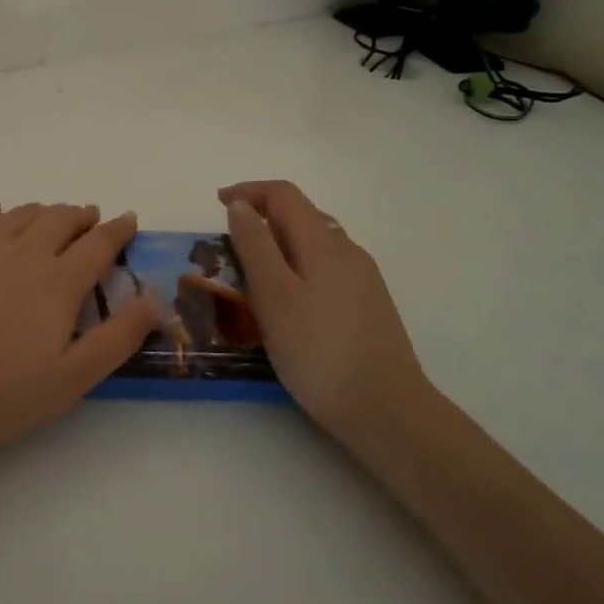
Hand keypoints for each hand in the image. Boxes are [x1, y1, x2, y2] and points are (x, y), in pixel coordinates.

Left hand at [0, 202, 162, 463]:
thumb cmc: (0, 395)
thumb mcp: (73, 378)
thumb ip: (119, 337)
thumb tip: (157, 300)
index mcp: (58, 282)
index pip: (98, 244)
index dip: (117, 229)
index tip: (128, 219)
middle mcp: (22, 253)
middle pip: (59, 220)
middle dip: (81, 215)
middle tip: (90, 218)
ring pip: (19, 215)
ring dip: (42, 211)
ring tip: (51, 215)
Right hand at [218, 181, 428, 448]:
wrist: (387, 411)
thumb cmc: (319, 352)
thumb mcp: (273, 296)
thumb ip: (255, 246)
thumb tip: (240, 205)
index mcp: (323, 243)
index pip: (284, 194)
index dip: (248, 191)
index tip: (216, 204)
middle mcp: (347, 251)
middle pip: (302, 214)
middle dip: (262, 216)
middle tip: (228, 244)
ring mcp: (363, 279)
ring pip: (315, 242)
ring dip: (280, 242)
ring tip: (252, 273)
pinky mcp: (369, 305)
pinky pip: (327, 267)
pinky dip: (298, 265)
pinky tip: (288, 300)